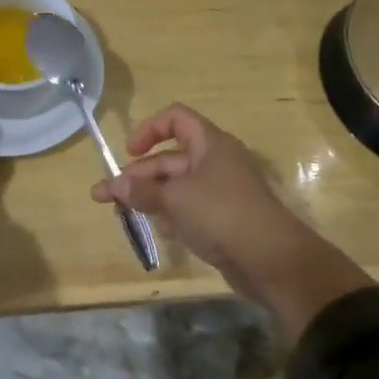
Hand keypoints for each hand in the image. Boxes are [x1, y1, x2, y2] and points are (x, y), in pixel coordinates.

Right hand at [91, 104, 371, 336]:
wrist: (273, 260)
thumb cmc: (222, 214)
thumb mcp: (176, 199)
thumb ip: (142, 191)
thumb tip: (113, 185)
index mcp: (210, 144)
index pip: (175, 118)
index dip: (149, 130)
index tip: (128, 152)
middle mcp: (215, 162)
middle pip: (169, 158)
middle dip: (136, 175)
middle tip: (105, 196)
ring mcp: (220, 191)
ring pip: (176, 186)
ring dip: (148, 196)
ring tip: (119, 214)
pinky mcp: (222, 219)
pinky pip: (188, 208)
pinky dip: (170, 215)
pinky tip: (156, 229)